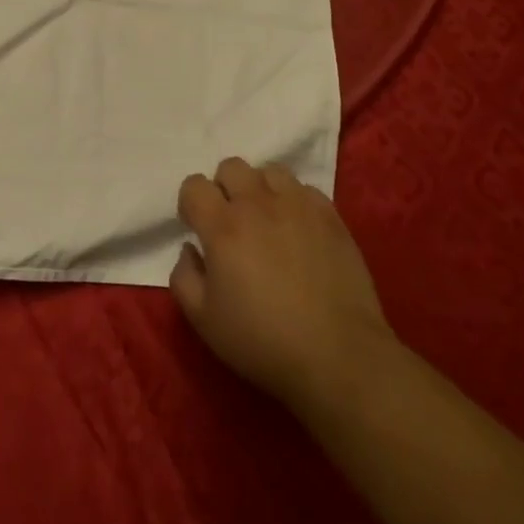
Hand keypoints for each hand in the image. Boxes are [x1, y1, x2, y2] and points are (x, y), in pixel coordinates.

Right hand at [171, 157, 394, 416]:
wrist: (339, 357)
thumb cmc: (263, 341)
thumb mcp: (203, 320)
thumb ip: (183, 277)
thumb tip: (191, 250)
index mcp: (223, 227)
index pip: (194, 185)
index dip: (190, 204)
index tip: (198, 229)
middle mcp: (258, 205)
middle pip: (231, 166)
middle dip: (223, 188)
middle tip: (231, 222)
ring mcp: (298, 206)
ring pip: (270, 170)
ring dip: (260, 188)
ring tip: (266, 219)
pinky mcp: (331, 217)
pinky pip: (305, 189)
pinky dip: (295, 201)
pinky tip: (298, 229)